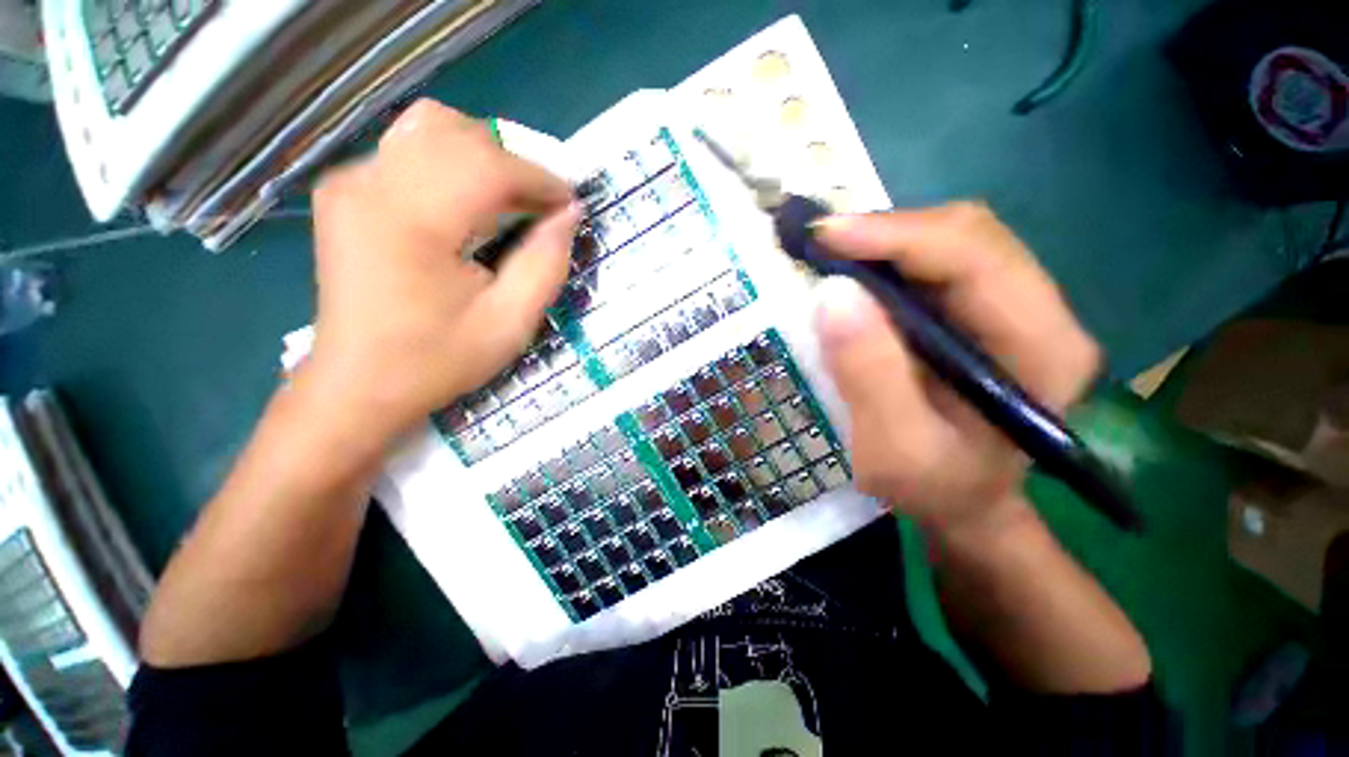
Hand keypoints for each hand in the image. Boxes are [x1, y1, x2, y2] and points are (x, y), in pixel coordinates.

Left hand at [304, 100, 580, 443]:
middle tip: (543, 208)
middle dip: (514, 166)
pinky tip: (468, 204)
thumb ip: (546, 263)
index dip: (539, 178)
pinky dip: (453, 163)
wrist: (359, 384)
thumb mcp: (511, 323)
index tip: (570, 204)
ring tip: (509, 201)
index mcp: (410, 222)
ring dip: (483, 157)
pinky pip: (409, 149)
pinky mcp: (345, 190)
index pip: (487, 165)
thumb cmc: (438, 360)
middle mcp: (370, 184)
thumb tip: (568, 214)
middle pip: (458, 134)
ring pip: (431, 128)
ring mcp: (350, 182)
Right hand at [812, 203, 1099, 532]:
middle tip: (818, 246)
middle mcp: (1040, 312)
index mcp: (1042, 348)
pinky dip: (887, 260)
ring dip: (884, 243)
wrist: (965, 502)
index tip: (824, 237)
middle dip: (885, 233)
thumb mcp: (894, 449)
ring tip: (829, 257)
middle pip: (966, 235)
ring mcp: (1012, 306)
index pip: (975, 256)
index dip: (896, 235)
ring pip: (949, 241)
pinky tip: (854, 274)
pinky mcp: (980, 310)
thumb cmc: (935, 487)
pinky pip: (934, 263)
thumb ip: (869, 374)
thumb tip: (832, 293)